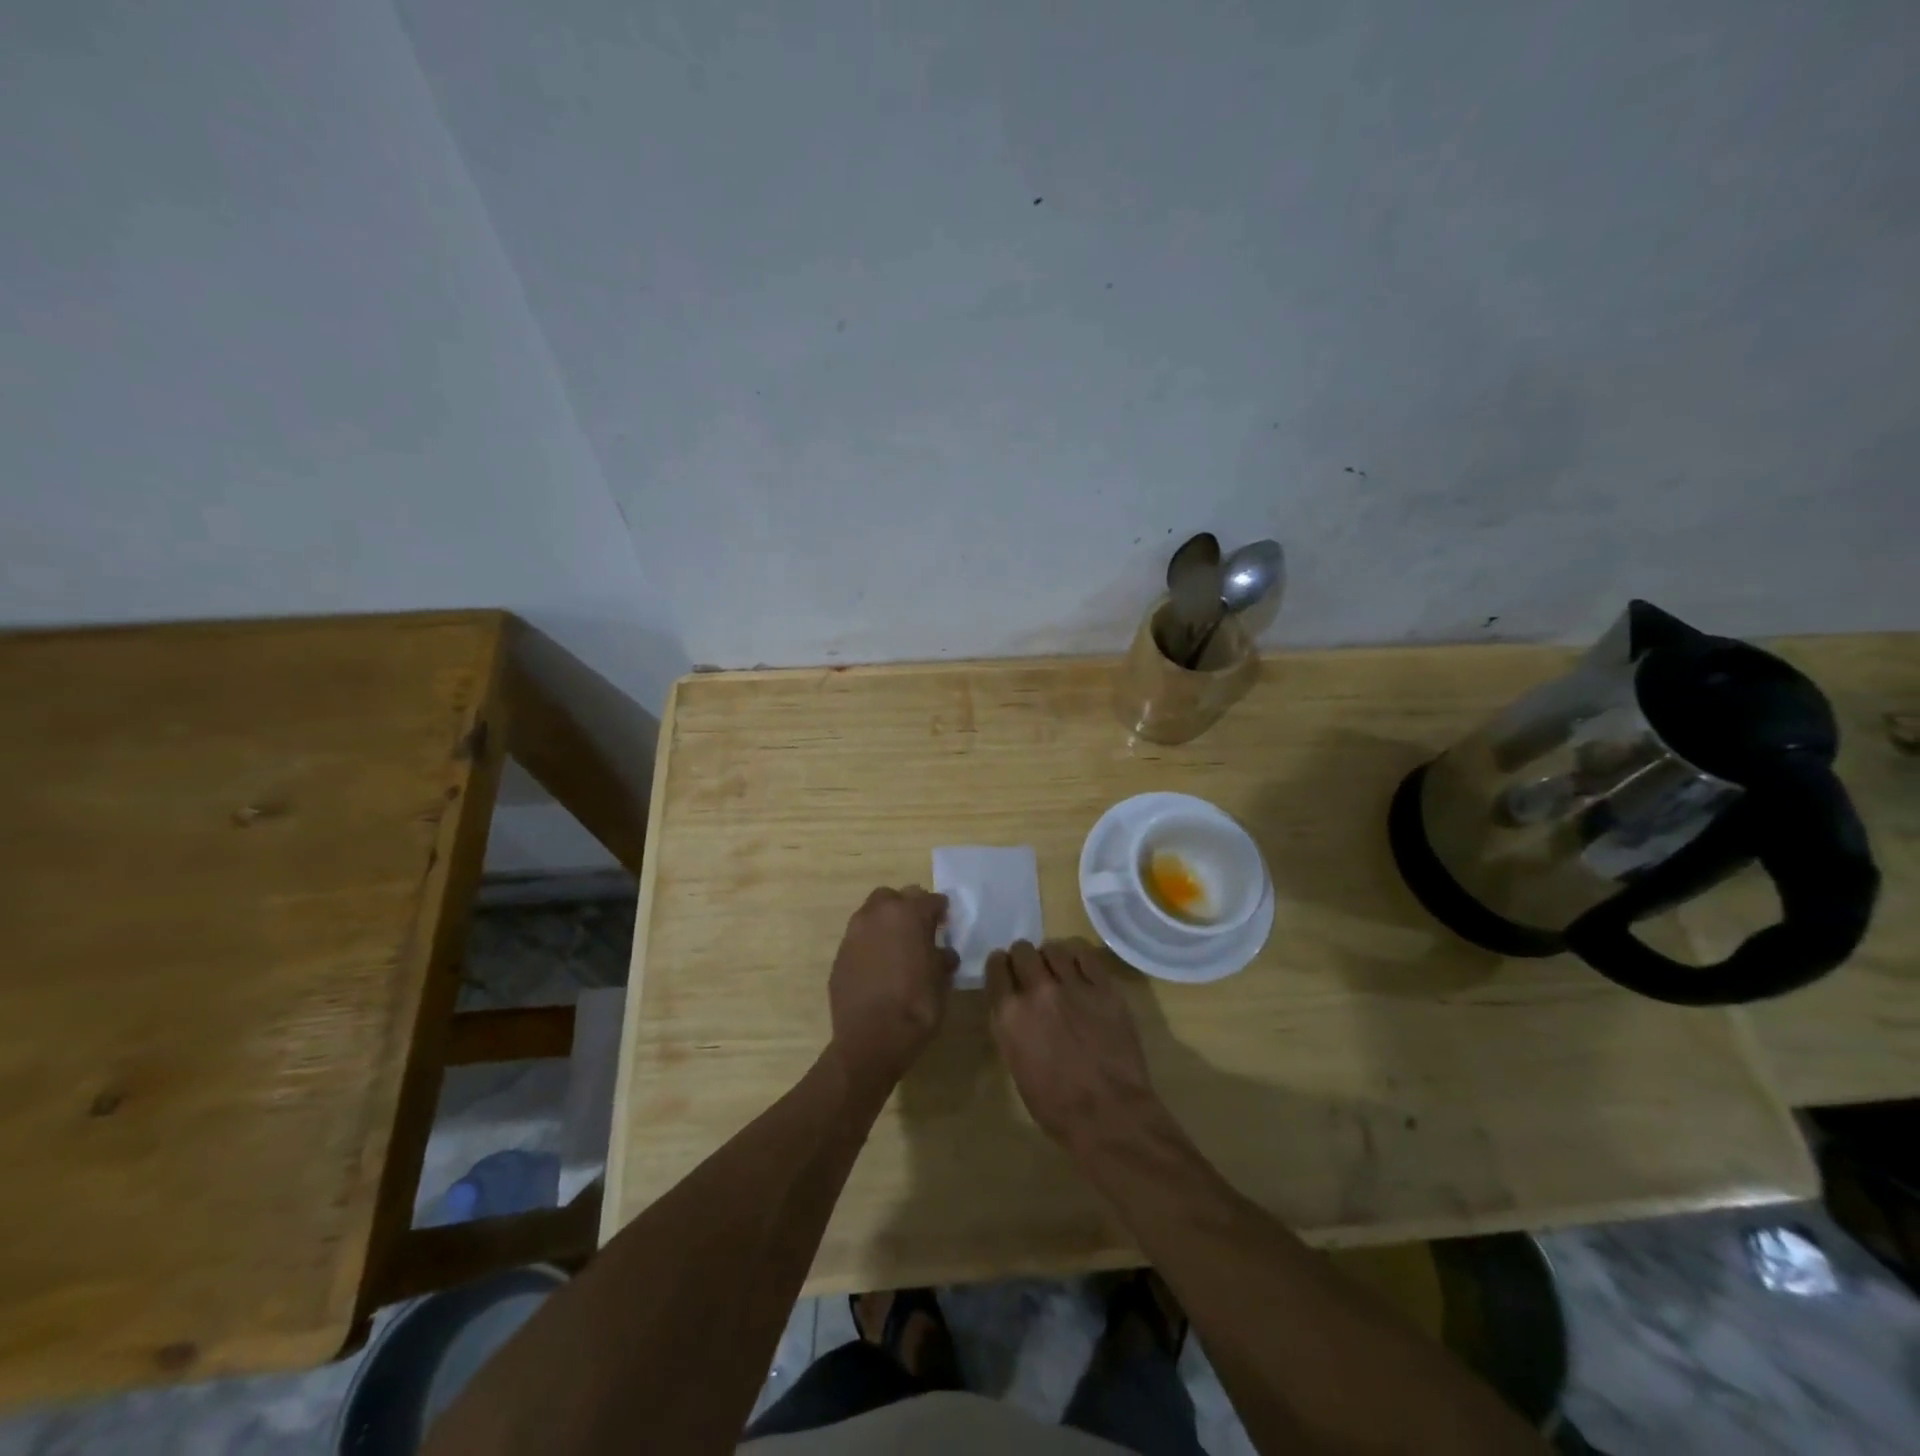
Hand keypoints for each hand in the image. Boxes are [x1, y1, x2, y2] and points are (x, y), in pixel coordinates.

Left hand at [828, 886, 957, 1090]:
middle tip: (920, 929)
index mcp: (907, 914)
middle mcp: (877, 914)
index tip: (946, 922)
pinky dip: (871, 943)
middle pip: (895, 896)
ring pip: (872, 913)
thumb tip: (942, 952)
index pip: (930, 899)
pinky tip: (879, 965)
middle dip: (908, 907)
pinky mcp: (839, 954)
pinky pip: (859, 938)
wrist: (870, 1040)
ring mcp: (854, 933)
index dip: (941, 911)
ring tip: (898, 946)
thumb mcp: (941, 980)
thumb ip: (942, 957)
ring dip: (886, 922)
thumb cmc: (916, 1006)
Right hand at [986, 939, 1160, 1148]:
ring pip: (1054, 949)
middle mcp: (1037, 991)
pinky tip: (1080, 971)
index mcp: (1009, 1014)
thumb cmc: (1056, 1106)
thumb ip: (1011, 1028)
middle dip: (1023, 958)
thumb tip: (1014, 1008)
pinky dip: (1078, 959)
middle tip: (1031, 971)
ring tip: (1057, 971)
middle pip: (1022, 950)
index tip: (1004, 970)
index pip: (995, 967)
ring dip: (1050, 958)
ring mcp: (1073, 986)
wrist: (1109, 1115)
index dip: (999, 966)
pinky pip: (1086, 956)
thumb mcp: (1016, 1066)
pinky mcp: (1104, 988)